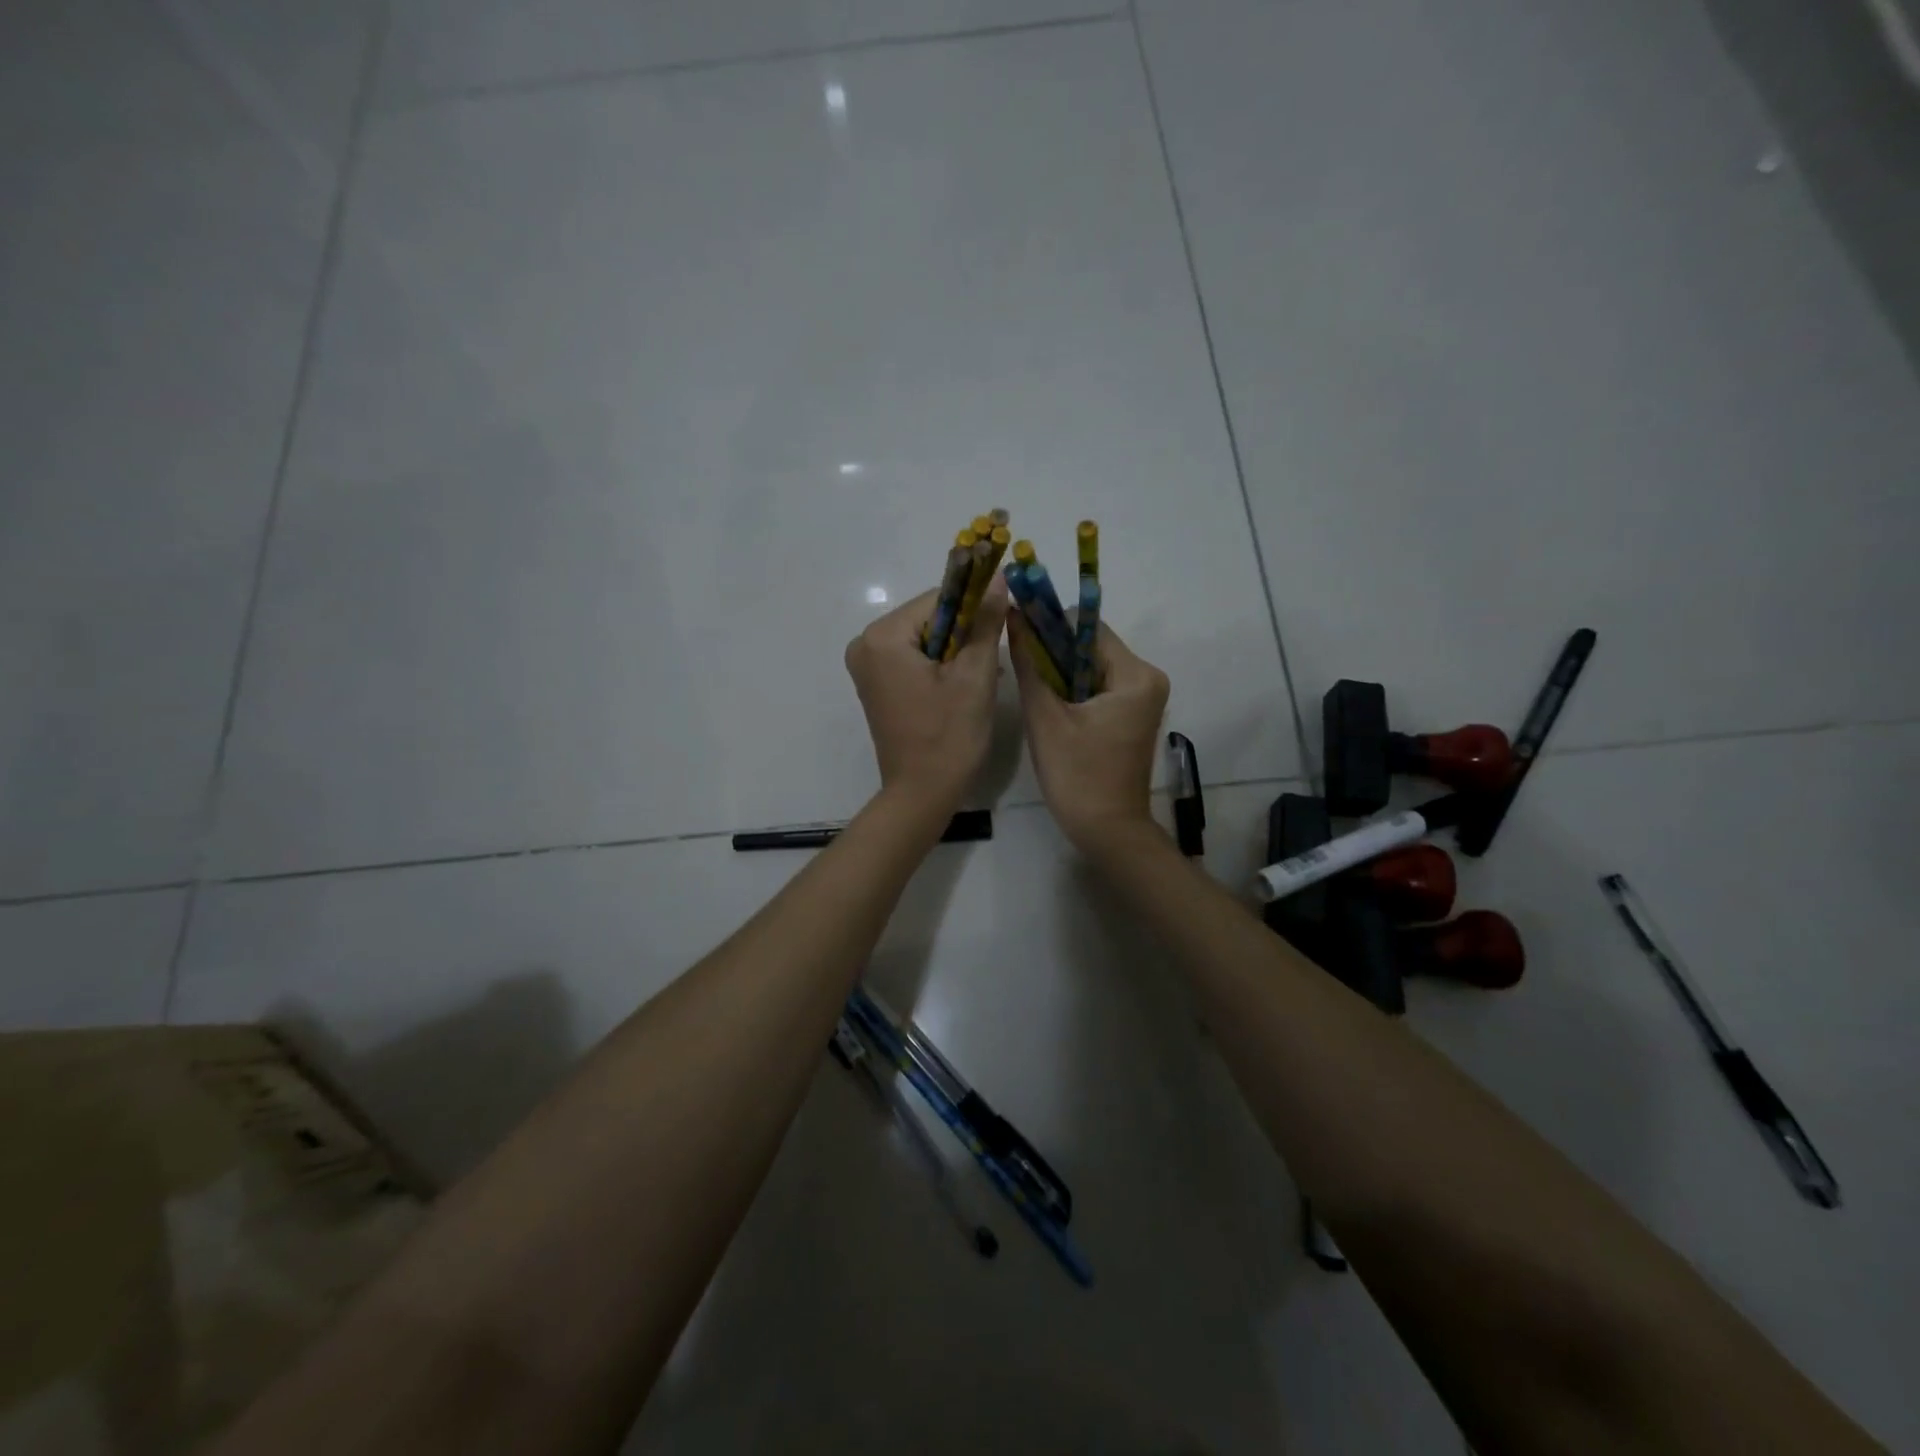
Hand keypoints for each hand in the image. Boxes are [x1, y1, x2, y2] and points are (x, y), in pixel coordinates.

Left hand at [845, 578, 1010, 818]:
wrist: (922, 794)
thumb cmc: (949, 736)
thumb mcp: (974, 675)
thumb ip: (985, 622)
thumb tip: (999, 580)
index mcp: (882, 637)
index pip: (940, 597)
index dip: (976, 606)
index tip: (1003, 623)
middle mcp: (866, 645)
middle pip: (931, 617)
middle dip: (965, 633)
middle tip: (992, 662)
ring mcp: (868, 667)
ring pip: (926, 639)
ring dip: (957, 651)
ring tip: (982, 678)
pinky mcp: (877, 685)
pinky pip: (915, 659)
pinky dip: (941, 666)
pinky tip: (963, 687)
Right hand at [1007, 612, 1169, 851]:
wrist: (1108, 832)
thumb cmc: (1077, 776)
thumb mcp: (1045, 718)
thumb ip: (1029, 664)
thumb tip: (1014, 617)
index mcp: (1136, 675)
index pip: (1087, 627)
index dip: (1050, 625)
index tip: (1018, 634)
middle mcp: (1148, 679)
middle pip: (1091, 646)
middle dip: (1054, 652)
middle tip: (1021, 667)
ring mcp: (1143, 698)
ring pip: (1092, 666)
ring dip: (1061, 672)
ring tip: (1032, 689)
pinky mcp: (1133, 715)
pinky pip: (1099, 687)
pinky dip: (1074, 690)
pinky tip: (1051, 707)